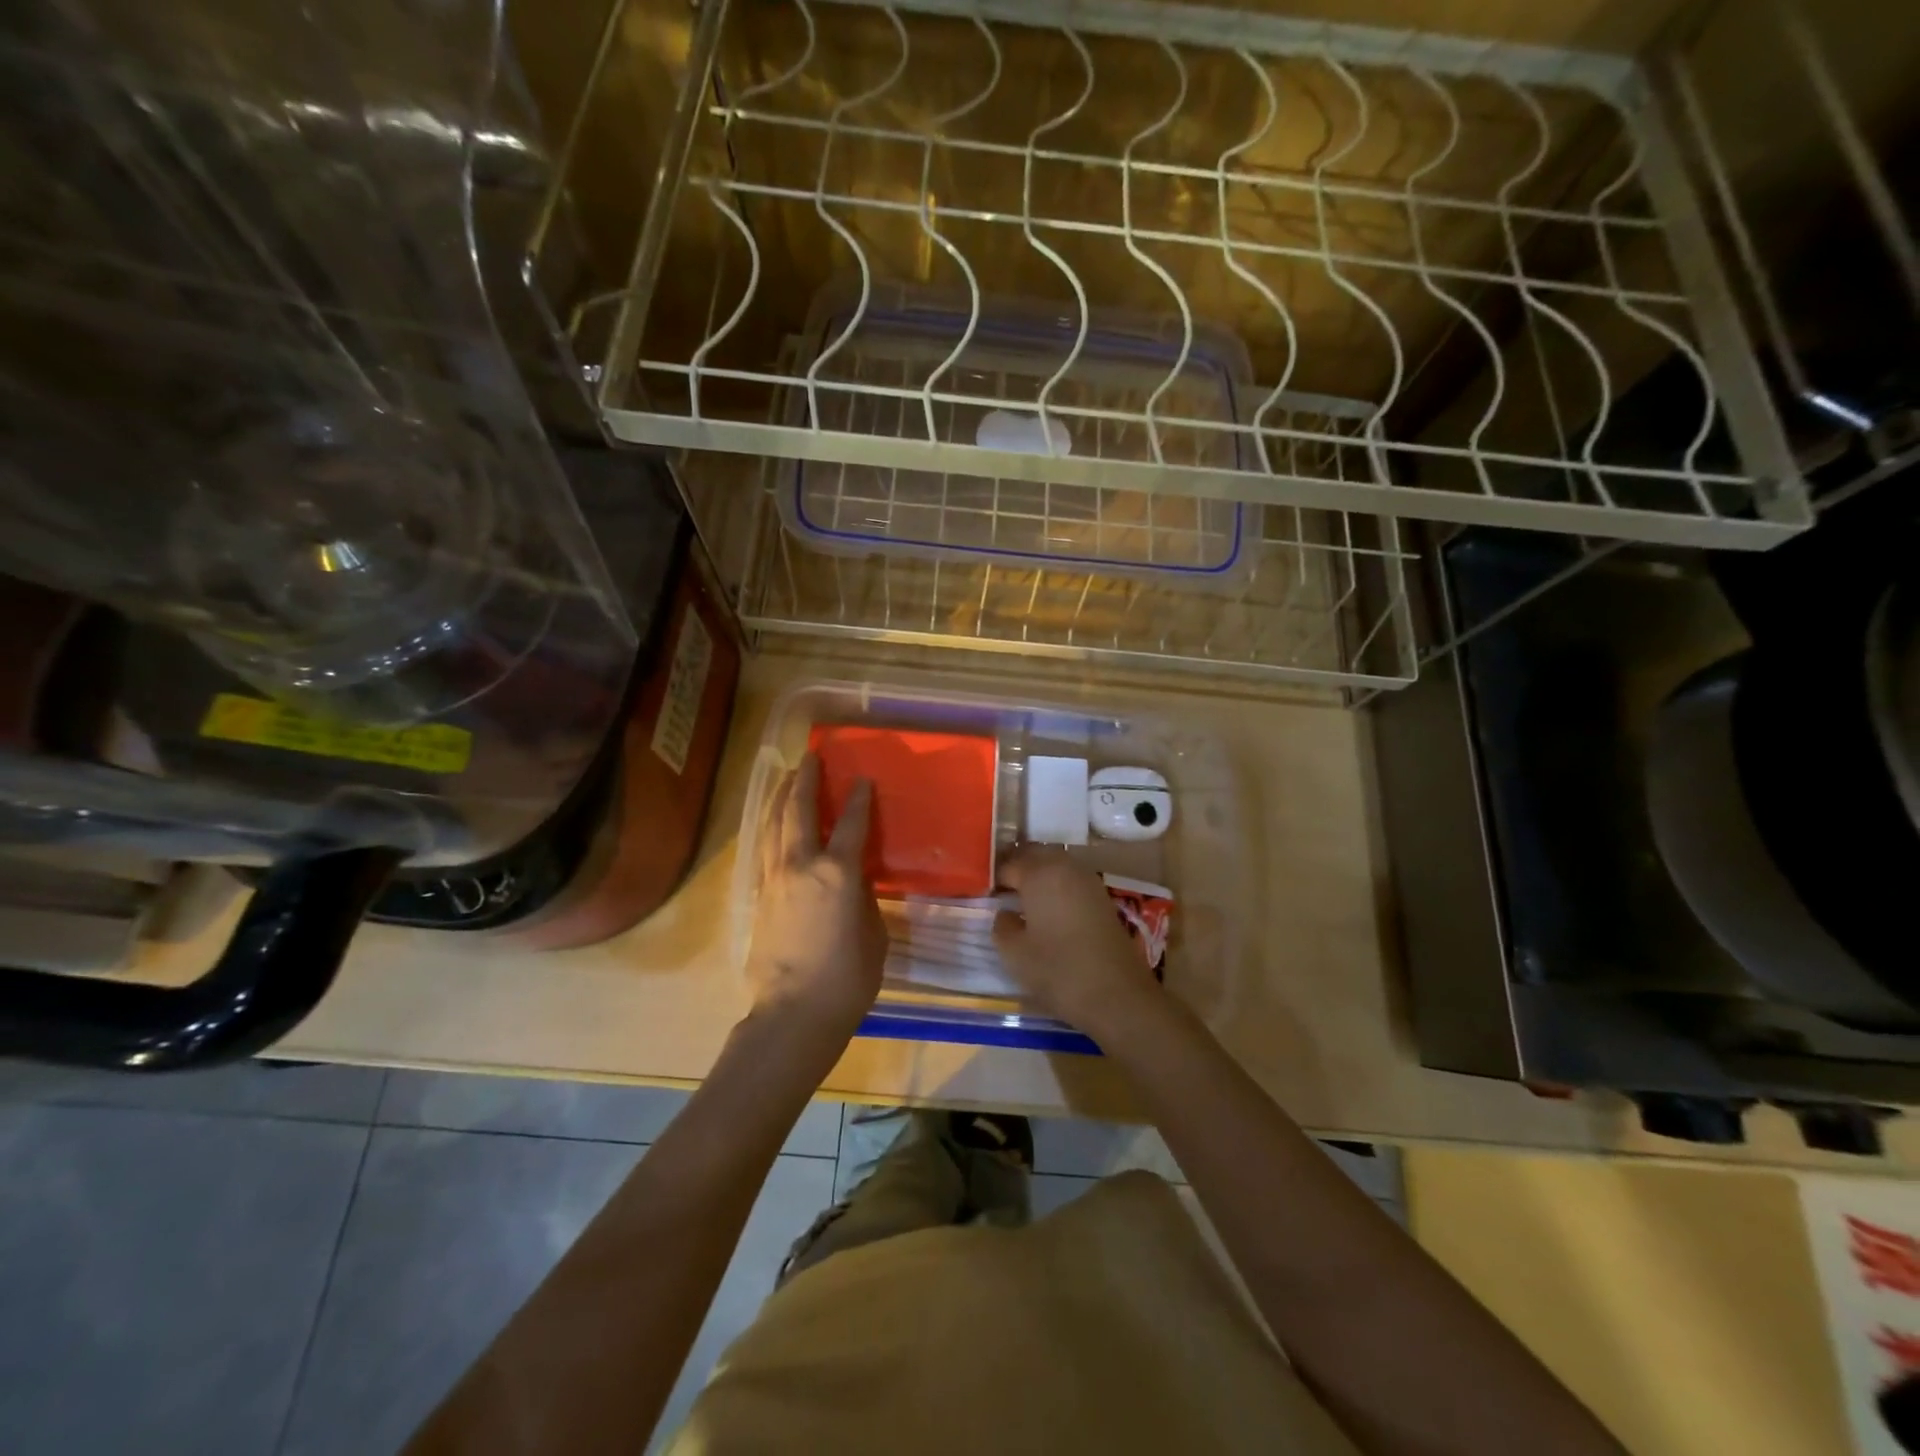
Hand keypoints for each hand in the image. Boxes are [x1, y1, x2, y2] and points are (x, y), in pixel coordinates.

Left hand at [745, 753, 886, 1044]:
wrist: (794, 1013)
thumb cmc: (847, 979)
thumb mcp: (873, 935)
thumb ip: (864, 900)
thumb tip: (855, 883)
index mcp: (838, 873)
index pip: (852, 824)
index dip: (859, 798)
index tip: (862, 778)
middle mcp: (802, 866)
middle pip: (800, 811)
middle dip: (806, 781)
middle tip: (809, 758)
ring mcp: (775, 880)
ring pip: (774, 826)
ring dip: (782, 798)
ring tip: (786, 778)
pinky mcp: (758, 898)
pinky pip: (764, 850)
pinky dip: (770, 829)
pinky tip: (773, 825)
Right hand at [993, 846, 1166, 1041]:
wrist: (1117, 995)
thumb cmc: (1058, 971)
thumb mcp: (1014, 954)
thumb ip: (1002, 926)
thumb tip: (1006, 913)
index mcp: (1040, 873)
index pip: (1008, 865)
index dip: (992, 879)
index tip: (982, 894)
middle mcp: (1065, 867)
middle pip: (1034, 856)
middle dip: (1017, 867)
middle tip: (1000, 890)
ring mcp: (1088, 881)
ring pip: (1056, 865)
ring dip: (1038, 875)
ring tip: (1023, 899)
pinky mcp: (1103, 898)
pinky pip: (1071, 880)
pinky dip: (1057, 887)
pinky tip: (1049, 909)